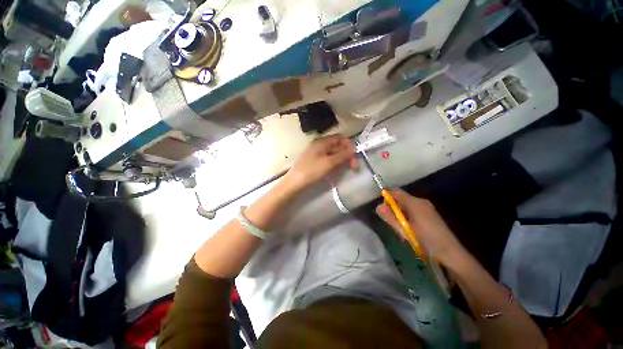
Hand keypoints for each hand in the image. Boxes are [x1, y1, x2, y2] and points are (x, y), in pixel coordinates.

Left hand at [282, 134, 357, 191]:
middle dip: (347, 155)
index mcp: (322, 142)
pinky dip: (335, 164)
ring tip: (345, 169)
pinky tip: (336, 171)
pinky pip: (329, 160)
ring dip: (341, 160)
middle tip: (354, 167)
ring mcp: (318, 154)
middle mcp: (320, 145)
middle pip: (338, 146)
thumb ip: (342, 155)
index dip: (349, 145)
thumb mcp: (329, 162)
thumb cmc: (311, 171)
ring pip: (334, 154)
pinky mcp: (316, 162)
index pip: (340, 138)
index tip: (354, 156)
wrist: (295, 182)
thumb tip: (353, 149)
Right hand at [376, 189, 462, 263]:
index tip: (381, 208)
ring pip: (405, 205)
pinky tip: (410, 230)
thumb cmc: (426, 240)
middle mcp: (420, 201)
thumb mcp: (405, 230)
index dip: (386, 196)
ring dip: (400, 215)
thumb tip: (378, 207)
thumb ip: (390, 217)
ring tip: (402, 230)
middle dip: (393, 209)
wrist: (451, 253)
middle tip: (393, 224)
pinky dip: (407, 217)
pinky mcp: (429, 213)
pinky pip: (412, 210)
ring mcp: (426, 207)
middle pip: (400, 198)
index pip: (395, 191)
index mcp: (414, 203)